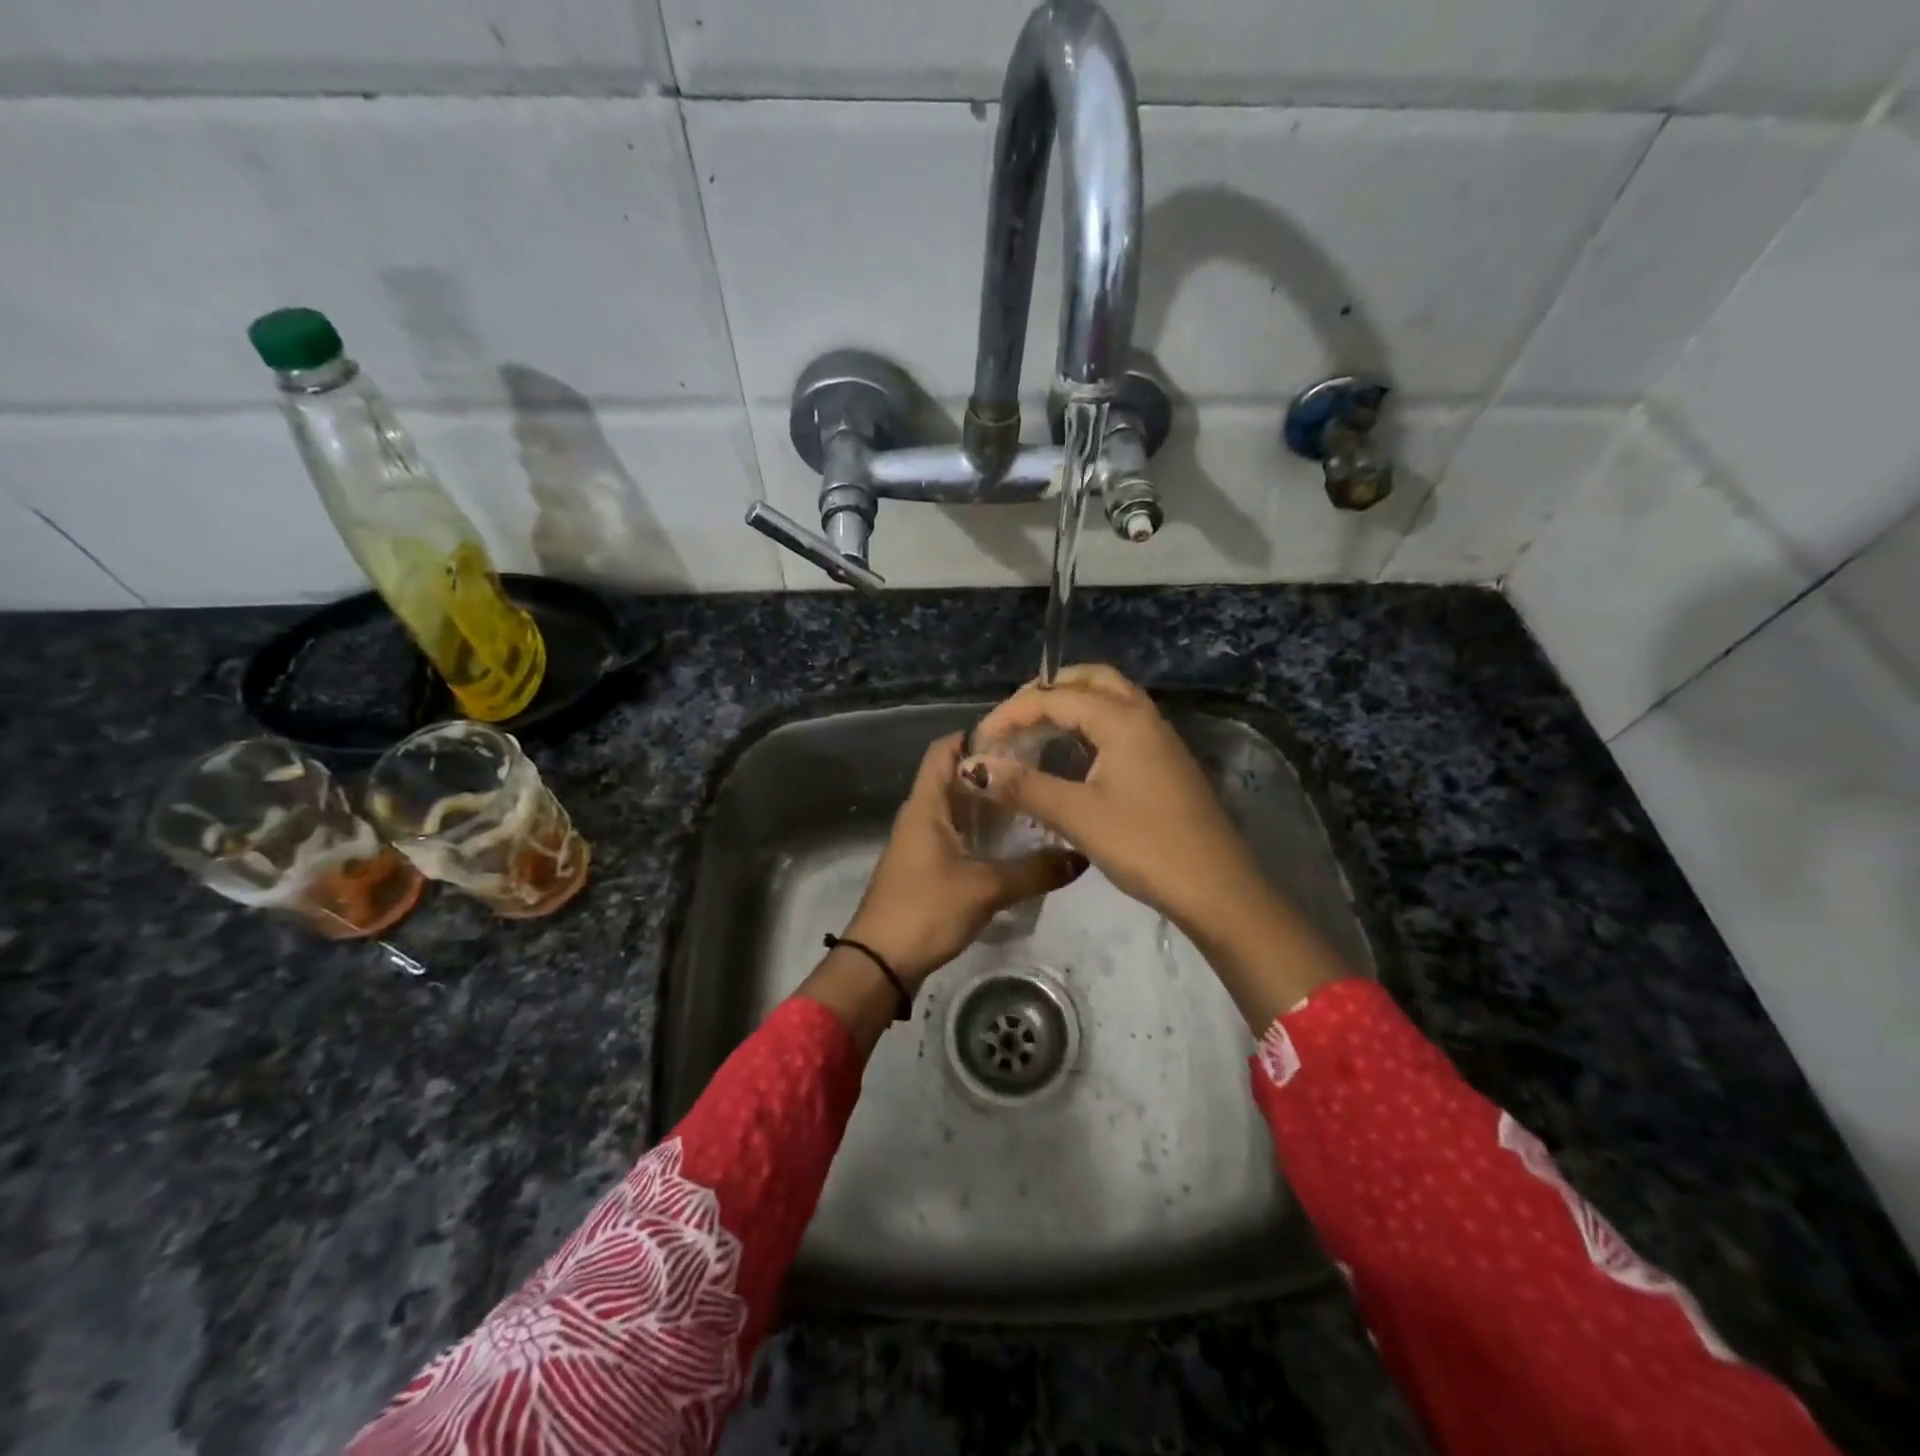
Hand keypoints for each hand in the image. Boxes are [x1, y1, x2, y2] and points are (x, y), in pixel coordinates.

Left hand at [843, 732, 1084, 987]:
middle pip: (954, 777)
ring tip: (1034, 801)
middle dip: (992, 770)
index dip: (975, 735)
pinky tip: (1012, 843)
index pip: (944, 750)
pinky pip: (956, 836)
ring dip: (988, 804)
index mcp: (925, 805)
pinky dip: (982, 832)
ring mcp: (920, 842)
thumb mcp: (985, 888)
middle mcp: (920, 815)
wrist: (880, 963)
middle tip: (1039, 768)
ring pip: (957, 808)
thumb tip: (1081, 856)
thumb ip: (1034, 871)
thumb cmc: (926, 910)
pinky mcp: (925, 868)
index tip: (1018, 734)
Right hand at [957, 665, 1266, 936]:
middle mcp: (1143, 716)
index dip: (1011, 714)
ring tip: (1035, 732)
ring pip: (1109, 699)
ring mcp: (1159, 738)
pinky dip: (1090, 725)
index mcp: (1122, 719)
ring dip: (1070, 705)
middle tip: (1012, 721)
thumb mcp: (1078, 816)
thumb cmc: (1145, 846)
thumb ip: (1024, 786)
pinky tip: (1073, 756)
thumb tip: (974, 766)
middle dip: (1045, 692)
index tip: (980, 742)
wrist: (1216, 888)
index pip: (1055, 697)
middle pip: (1089, 680)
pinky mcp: (1165, 761)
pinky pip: (1121, 723)